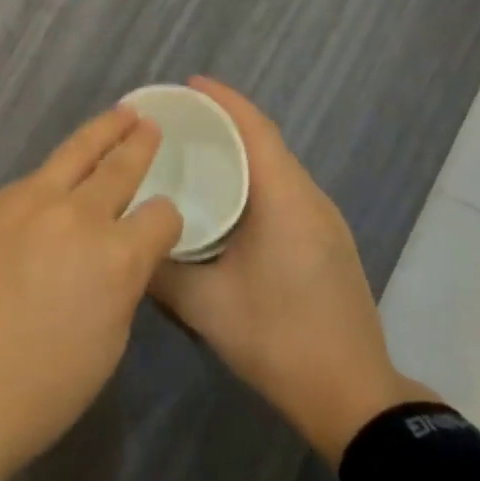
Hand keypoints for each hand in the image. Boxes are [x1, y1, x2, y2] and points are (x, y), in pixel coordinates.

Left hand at [0, 107, 183, 480]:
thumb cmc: (40, 392)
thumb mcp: (107, 344)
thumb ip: (120, 284)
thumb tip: (118, 256)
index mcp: (114, 256)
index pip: (161, 216)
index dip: (167, 219)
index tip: (163, 221)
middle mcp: (73, 215)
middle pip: (117, 166)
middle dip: (138, 143)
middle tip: (148, 122)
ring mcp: (23, 204)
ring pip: (70, 155)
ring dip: (98, 136)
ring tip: (116, 118)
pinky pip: (28, 183)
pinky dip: (50, 177)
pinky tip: (52, 182)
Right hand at [153, 77, 428, 464]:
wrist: (352, 397)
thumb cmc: (278, 340)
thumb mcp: (205, 306)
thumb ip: (160, 269)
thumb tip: (127, 240)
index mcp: (285, 200)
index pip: (256, 130)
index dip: (224, 100)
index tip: (188, 83)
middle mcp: (310, 199)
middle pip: (266, 141)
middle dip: (224, 121)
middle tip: (176, 119)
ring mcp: (324, 220)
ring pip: (277, 167)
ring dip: (240, 151)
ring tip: (194, 151)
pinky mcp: (327, 241)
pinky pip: (285, 190)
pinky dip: (253, 177)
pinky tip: (226, 198)